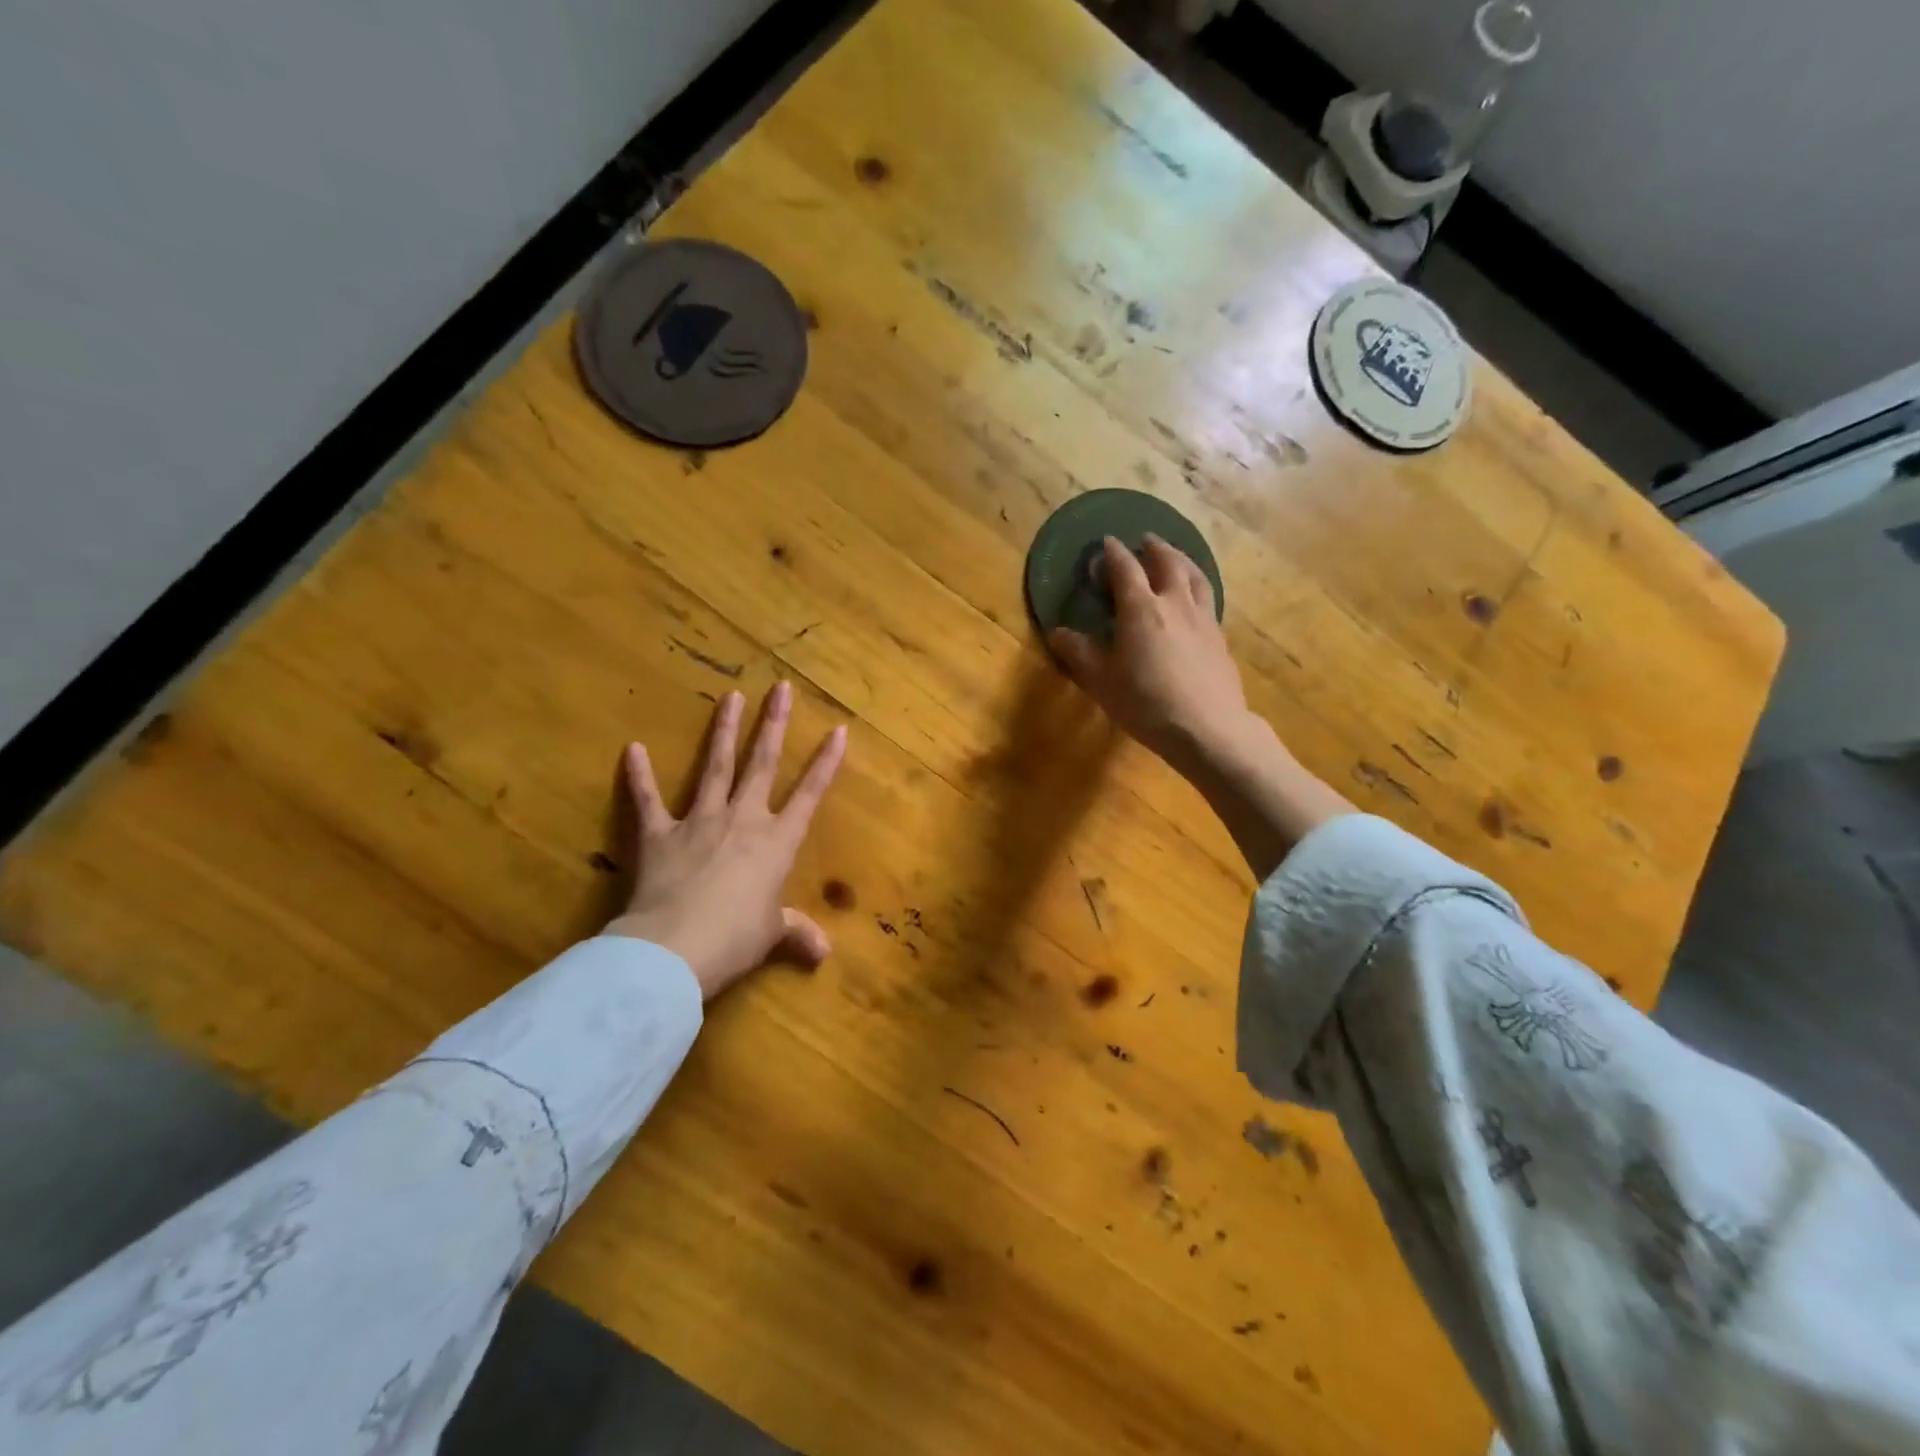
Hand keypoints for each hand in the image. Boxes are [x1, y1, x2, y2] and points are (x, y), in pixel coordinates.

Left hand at [605, 683, 847, 999]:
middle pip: (762, 764)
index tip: (839, 730)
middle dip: (774, 725)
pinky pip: (647, 800)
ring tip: (730, 697)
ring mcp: (699, 822)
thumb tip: (823, 953)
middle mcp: (742, 820)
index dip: (826, 763)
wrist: (675, 949)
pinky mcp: (659, 835)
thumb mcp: (771, 936)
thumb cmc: (735, 940)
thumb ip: (796, 934)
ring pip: (715, 767)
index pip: (809, 795)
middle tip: (780, 688)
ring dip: (724, 731)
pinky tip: (633, 748)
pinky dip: (639, 776)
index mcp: (776, 842)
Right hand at [1050, 535, 1352, 879]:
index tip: (1105, 543)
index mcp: (1141, 609)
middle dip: (1153, 548)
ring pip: (1195, 576)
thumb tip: (1058, 633)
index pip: (1125, 569)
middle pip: (1167, 562)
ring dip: (1182, 560)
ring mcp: (1203, 619)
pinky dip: (1197, 587)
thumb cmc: (1146, 704)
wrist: (1208, 728)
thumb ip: (1079, 654)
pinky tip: (1195, 600)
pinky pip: (1208, 599)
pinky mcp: (1219, 637)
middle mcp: (1174, 603)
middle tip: (1144, 541)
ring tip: (1174, 557)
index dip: (1113, 554)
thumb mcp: (1102, 682)